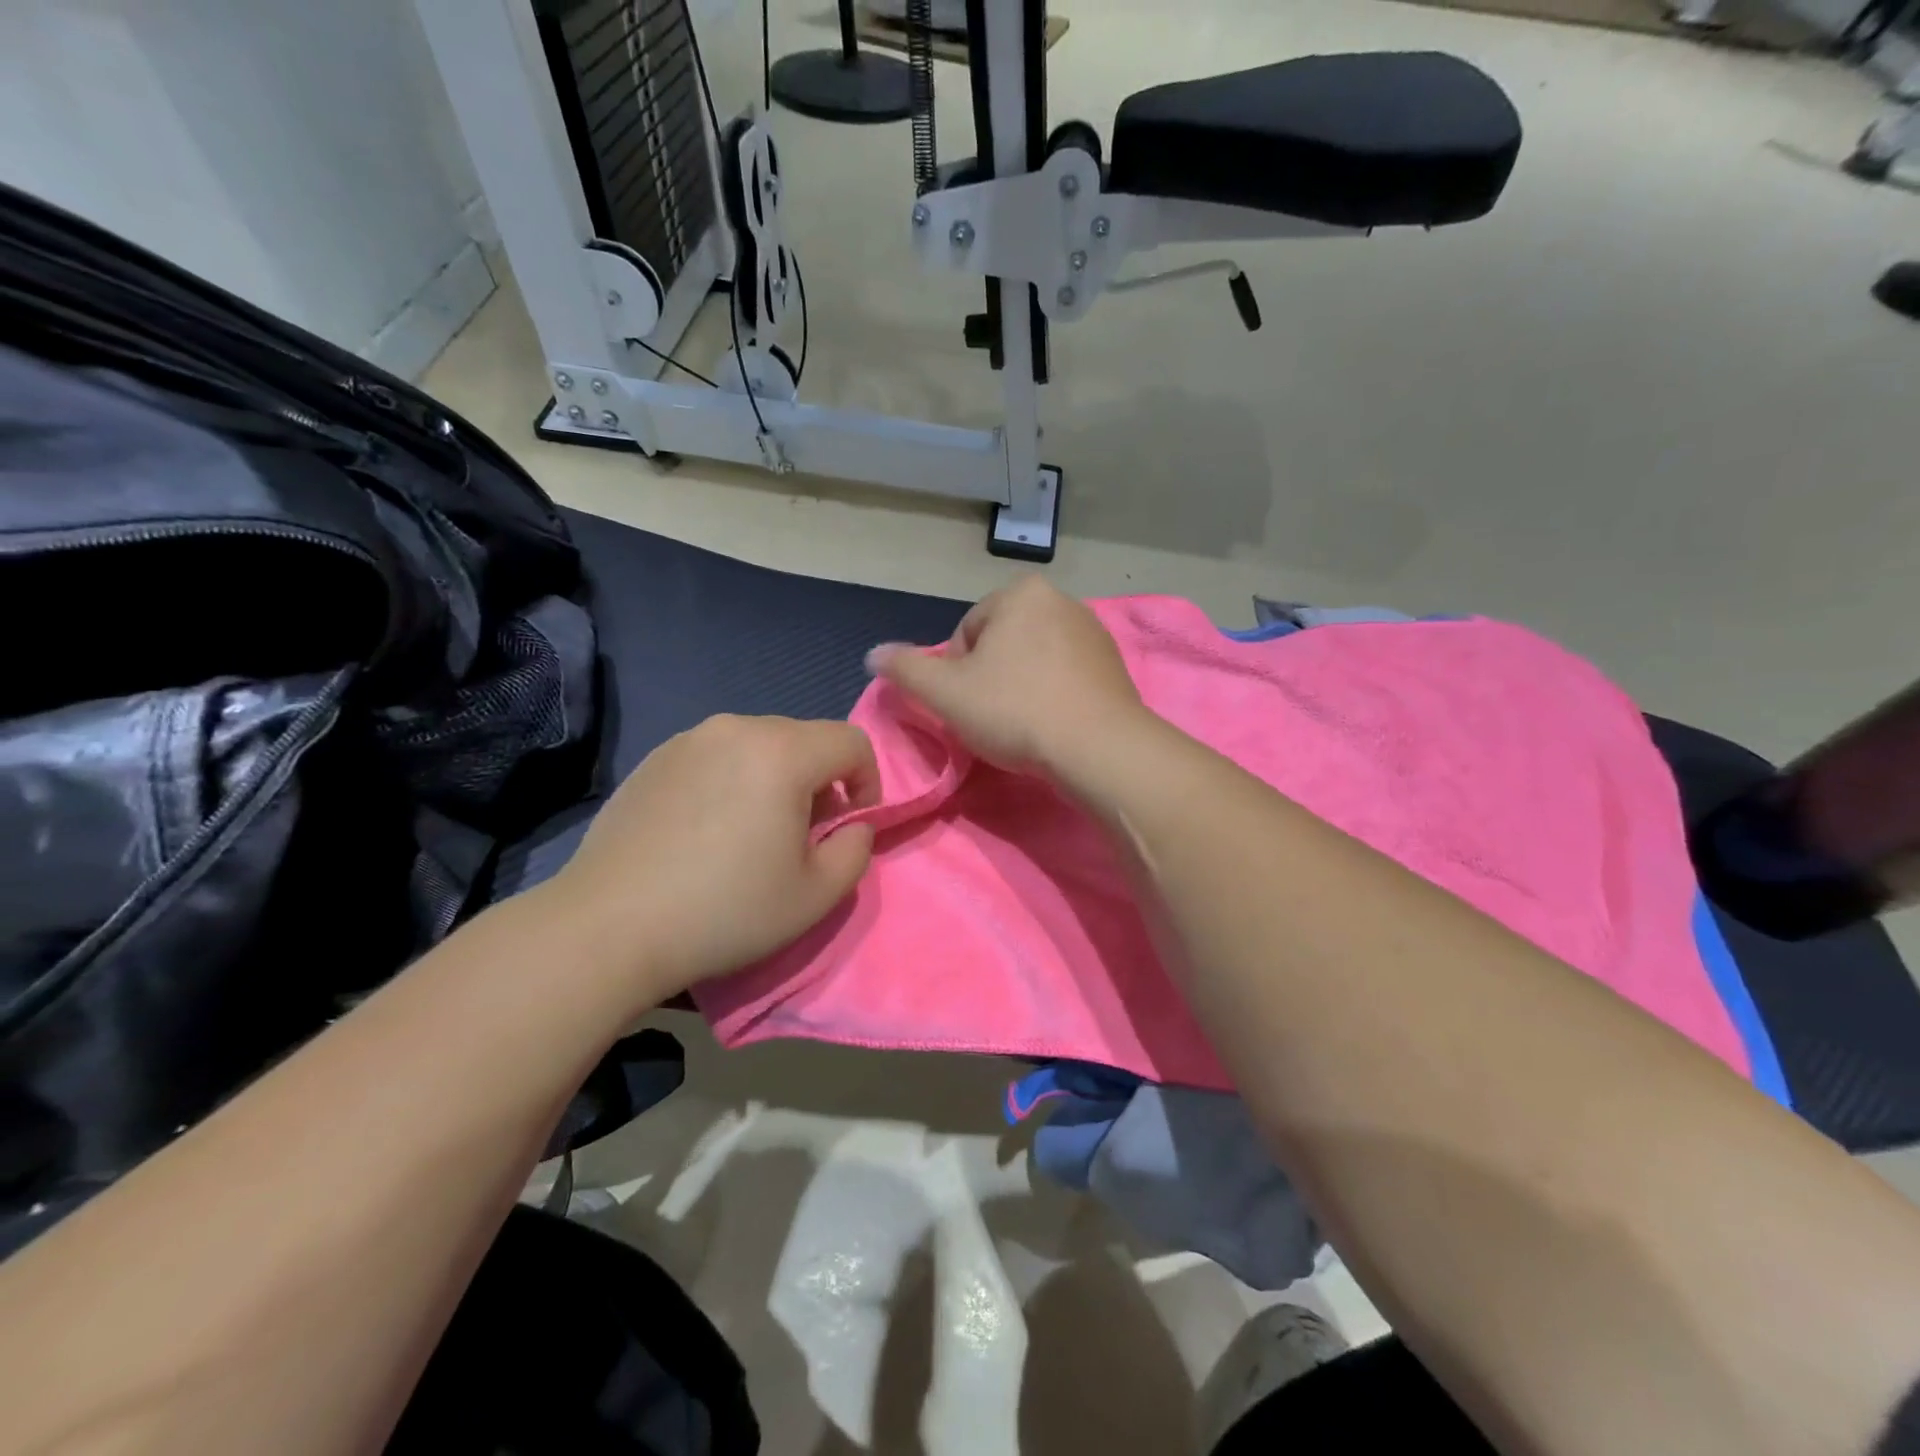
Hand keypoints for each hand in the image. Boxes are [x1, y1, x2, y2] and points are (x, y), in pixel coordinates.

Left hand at [547, 714, 878, 1002]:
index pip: (852, 742)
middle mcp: (736, 729)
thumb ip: (856, 850)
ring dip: (776, 780)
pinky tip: (706, 831)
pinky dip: (732, 781)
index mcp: (782, 753)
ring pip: (759, 746)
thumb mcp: (817, 895)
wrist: (608, 926)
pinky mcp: (654, 759)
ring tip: (752, 834)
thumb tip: (852, 825)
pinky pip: (717, 756)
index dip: (868, 781)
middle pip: (805, 739)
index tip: (850, 826)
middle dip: (821, 781)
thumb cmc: (725, 911)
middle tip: (803, 836)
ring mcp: (688, 740)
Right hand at [865, 576, 1145, 774]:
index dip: (956, 673)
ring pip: (1034, 660)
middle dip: (990, 678)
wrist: (1098, 747)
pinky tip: (1052, 725)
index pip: (967, 632)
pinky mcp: (1114, 664)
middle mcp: (1061, 600)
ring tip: (1023, 726)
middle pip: (1001, 644)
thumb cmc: (1015, 710)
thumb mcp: (945, 692)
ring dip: (1020, 688)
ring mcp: (1093, 631)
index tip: (967, 705)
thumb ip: (905, 670)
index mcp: (1020, 593)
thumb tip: (873, 655)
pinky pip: (1067, 675)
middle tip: (991, 719)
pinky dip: (1053, 696)